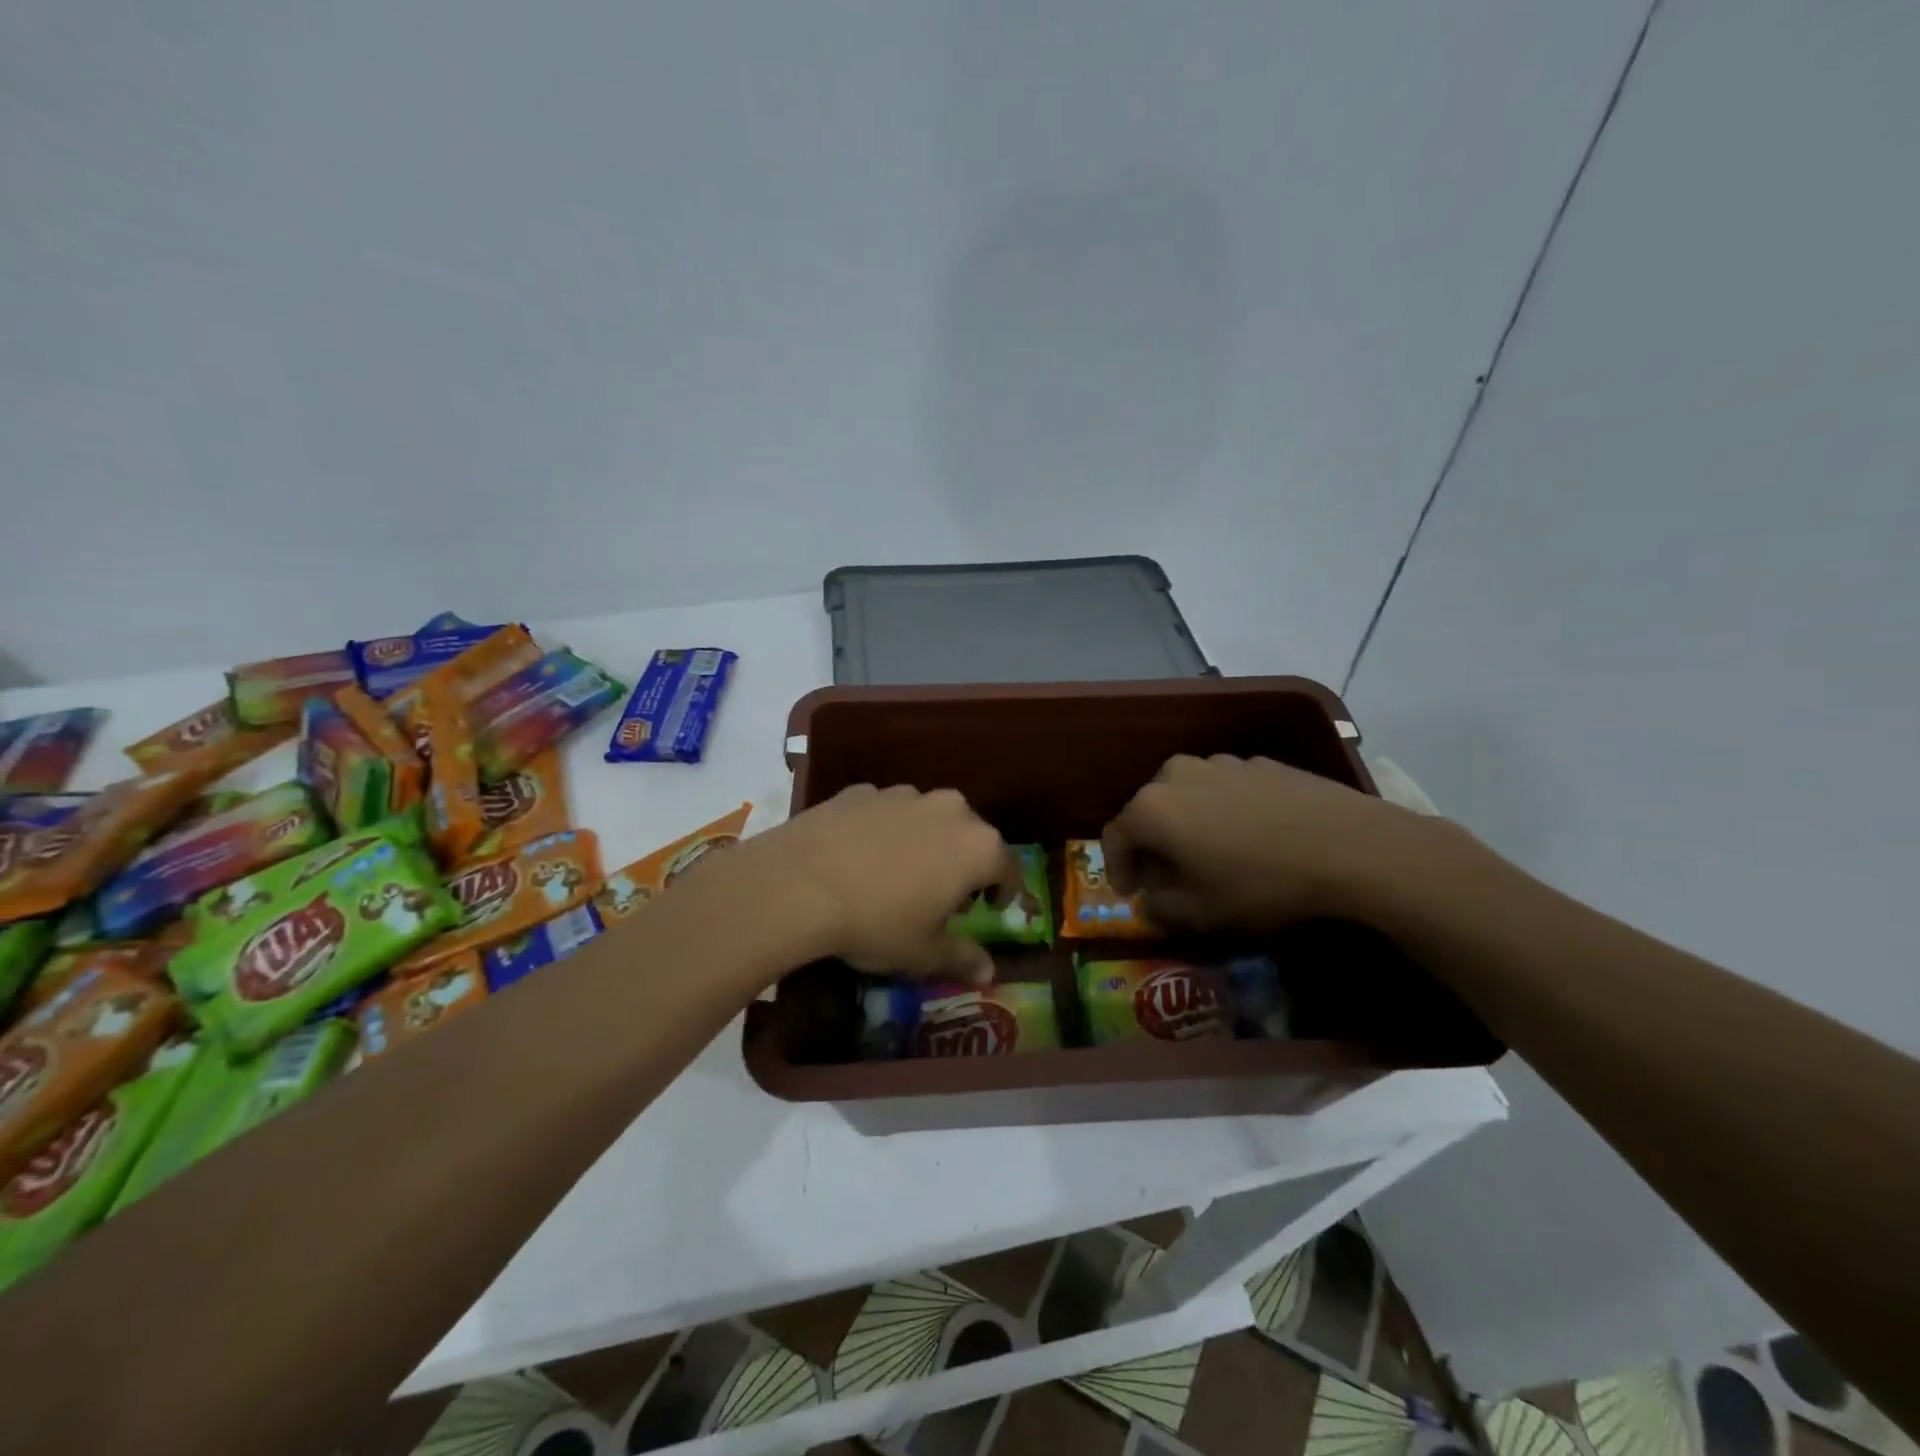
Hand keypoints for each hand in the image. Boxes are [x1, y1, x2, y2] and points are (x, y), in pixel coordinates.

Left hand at [738, 785, 1022, 982]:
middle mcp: (949, 809)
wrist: (798, 883)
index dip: (1003, 890)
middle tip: (942, 893)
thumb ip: (962, 958)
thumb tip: (988, 973)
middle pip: (970, 835)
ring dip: (924, 841)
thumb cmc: (876, 921)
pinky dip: (883, 830)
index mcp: (977, 846)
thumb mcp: (922, 952)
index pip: (1007, 867)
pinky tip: (859, 855)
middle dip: (963, 862)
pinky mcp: (862, 790)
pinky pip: (885, 812)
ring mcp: (903, 794)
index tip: (989, 908)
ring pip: (927, 818)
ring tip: (897, 872)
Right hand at [1102, 754, 1429, 931]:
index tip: (1130, 894)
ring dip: (1189, 825)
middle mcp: (1177, 774)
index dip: (1117, 868)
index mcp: (1151, 808)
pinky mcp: (1260, 762)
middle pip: (1149, 811)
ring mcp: (1221, 763)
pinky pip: (1226, 790)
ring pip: (1188, 796)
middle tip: (1169, 876)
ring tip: (1213, 855)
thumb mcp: (1199, 914)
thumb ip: (1159, 908)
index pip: (1114, 836)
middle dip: (1153, 845)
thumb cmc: (1259, 884)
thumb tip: (1151, 898)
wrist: (1349, 846)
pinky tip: (1252, 838)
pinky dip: (1224, 812)